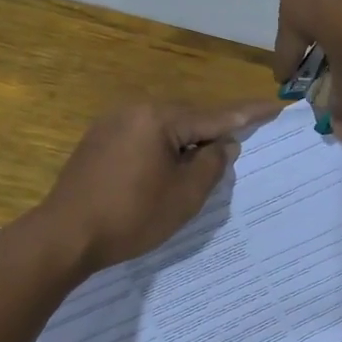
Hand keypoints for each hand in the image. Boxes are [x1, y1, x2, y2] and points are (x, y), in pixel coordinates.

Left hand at [32, 99, 283, 270]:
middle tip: (238, 149)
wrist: (65, 235)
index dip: (249, 113)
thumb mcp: (185, 195)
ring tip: (203, 167)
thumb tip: (225, 143)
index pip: (216, 115)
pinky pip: (144, 137)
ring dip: (187, 144)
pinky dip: (164, 150)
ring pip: (166, 128)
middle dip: (214, 133)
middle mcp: (135, 110)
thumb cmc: (131, 217)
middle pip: (189, 118)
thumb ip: (213, 164)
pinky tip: (167, 171)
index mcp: (159, 118)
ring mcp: (112, 123)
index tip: (276, 105)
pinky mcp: (99, 141)